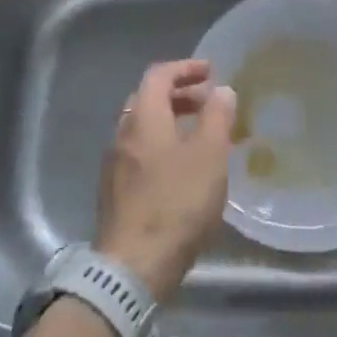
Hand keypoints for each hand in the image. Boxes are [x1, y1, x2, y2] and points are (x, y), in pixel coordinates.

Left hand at [96, 59, 235, 302]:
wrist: (132, 267)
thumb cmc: (176, 203)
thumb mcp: (209, 156)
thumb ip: (217, 117)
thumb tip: (222, 90)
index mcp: (143, 117)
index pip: (159, 75)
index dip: (185, 68)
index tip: (211, 72)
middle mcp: (123, 134)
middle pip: (148, 99)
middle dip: (179, 94)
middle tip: (208, 102)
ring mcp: (115, 165)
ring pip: (143, 129)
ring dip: (171, 122)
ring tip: (201, 137)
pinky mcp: (115, 193)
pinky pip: (140, 153)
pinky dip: (162, 146)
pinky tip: (182, 170)